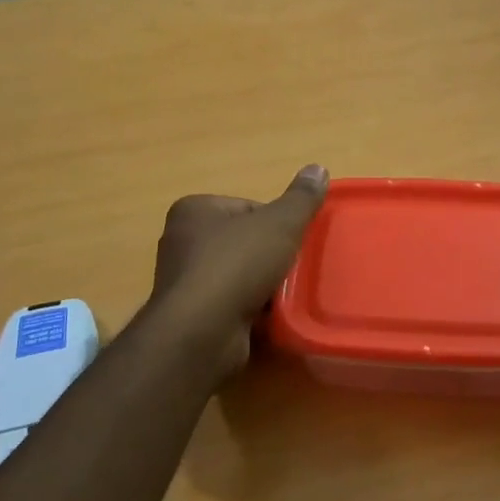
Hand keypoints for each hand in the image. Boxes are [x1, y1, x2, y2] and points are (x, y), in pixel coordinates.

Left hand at [146, 165, 328, 376]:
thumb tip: (318, 168)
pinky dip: (251, 309)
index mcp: (194, 210)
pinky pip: (230, 304)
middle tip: (294, 270)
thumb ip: (300, 199)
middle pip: (243, 242)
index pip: (247, 208)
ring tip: (284, 296)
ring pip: (238, 275)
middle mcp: (181, 241)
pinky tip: (269, 318)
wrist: (203, 332)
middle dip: (270, 256)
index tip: (293, 242)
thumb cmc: (237, 266)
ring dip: (262, 285)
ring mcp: (183, 281)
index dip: (277, 224)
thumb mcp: (279, 224)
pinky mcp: (191, 315)